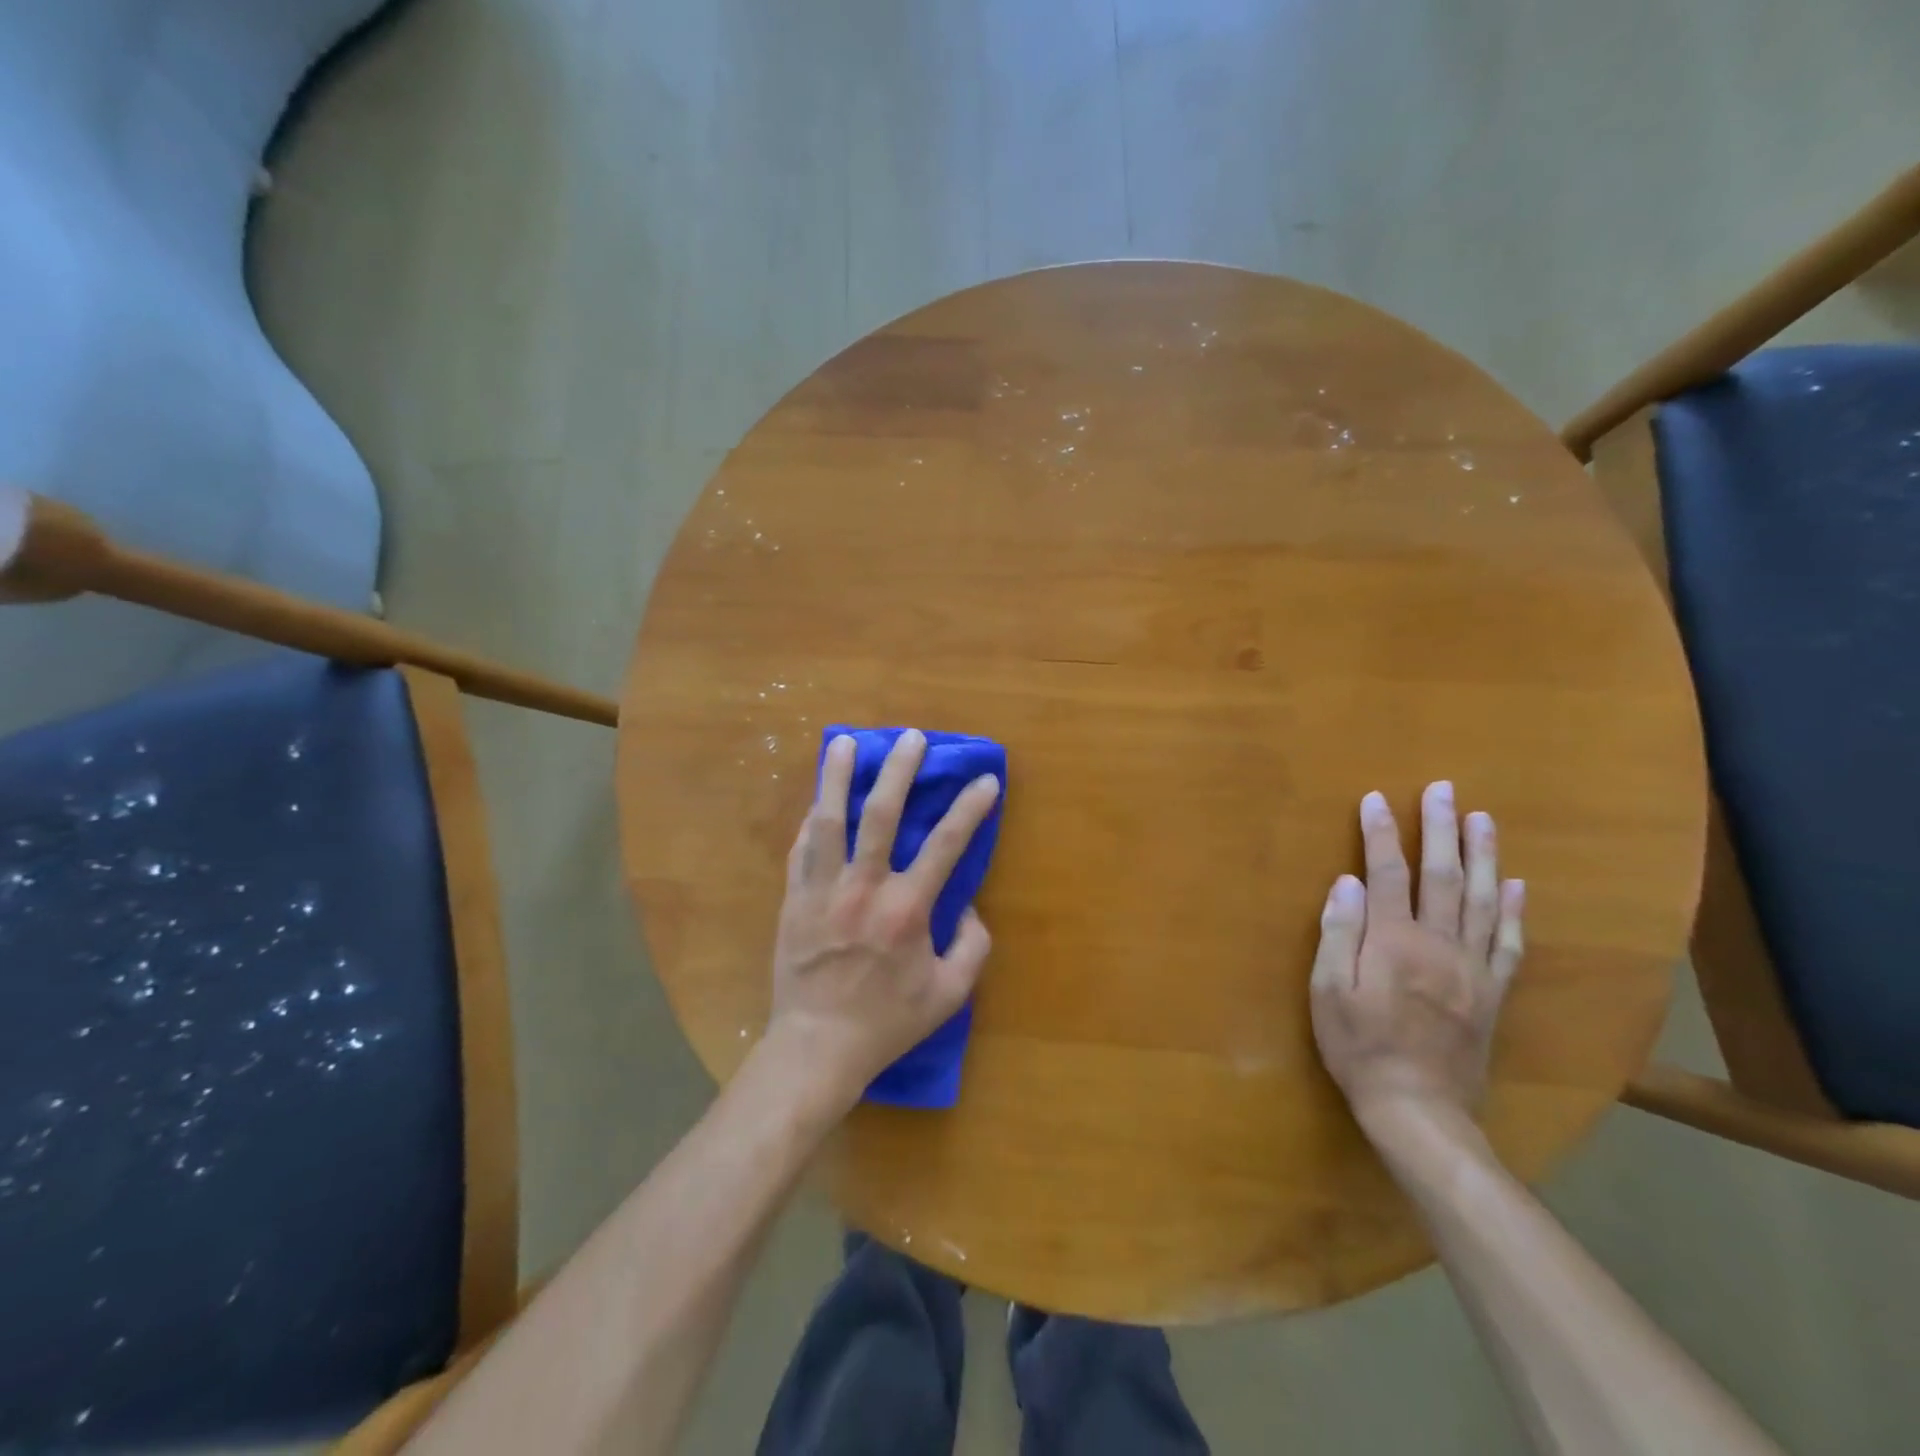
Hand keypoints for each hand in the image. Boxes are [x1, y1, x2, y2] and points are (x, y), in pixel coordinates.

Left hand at [767, 730, 1000, 1114]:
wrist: (817, 1045)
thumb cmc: (887, 1022)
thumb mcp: (949, 995)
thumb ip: (973, 948)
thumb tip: (970, 909)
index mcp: (907, 910)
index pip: (946, 844)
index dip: (970, 808)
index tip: (986, 781)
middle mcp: (864, 888)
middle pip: (881, 814)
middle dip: (898, 770)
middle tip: (909, 737)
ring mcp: (823, 890)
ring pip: (829, 820)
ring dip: (837, 776)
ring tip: (843, 742)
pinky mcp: (794, 899)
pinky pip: (801, 848)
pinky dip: (812, 820)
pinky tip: (818, 799)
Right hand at [1310, 782, 1524, 1131]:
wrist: (1417, 1107)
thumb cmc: (1358, 1045)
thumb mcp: (1328, 990)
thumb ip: (1339, 932)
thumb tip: (1348, 881)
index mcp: (1393, 941)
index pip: (1387, 873)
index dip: (1379, 833)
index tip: (1376, 799)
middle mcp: (1439, 944)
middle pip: (1442, 876)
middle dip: (1440, 829)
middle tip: (1443, 790)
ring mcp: (1472, 968)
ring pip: (1482, 900)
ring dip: (1482, 855)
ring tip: (1482, 819)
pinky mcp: (1492, 992)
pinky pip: (1509, 944)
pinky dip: (1513, 911)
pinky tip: (1514, 885)